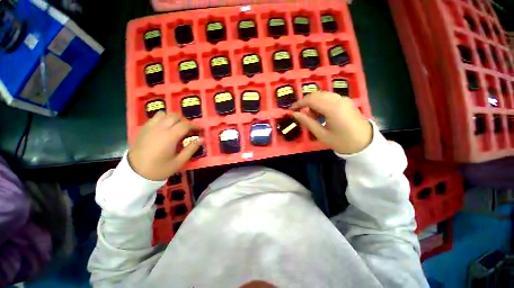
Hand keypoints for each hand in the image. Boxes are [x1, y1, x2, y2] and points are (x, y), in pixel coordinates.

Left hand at [128, 111, 202, 180]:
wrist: (135, 173)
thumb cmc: (160, 168)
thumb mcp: (179, 161)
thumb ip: (191, 148)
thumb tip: (202, 139)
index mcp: (169, 136)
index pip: (185, 125)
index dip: (194, 126)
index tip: (199, 130)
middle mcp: (160, 128)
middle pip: (175, 116)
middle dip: (184, 121)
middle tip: (188, 130)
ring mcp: (150, 127)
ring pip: (165, 114)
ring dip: (173, 119)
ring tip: (176, 128)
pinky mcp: (144, 128)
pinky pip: (155, 117)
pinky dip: (163, 119)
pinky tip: (165, 129)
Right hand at [291, 92, 371, 154]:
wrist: (365, 143)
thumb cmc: (342, 141)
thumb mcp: (322, 134)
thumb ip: (307, 122)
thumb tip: (295, 114)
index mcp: (332, 108)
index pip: (311, 100)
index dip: (299, 103)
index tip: (291, 110)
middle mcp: (338, 100)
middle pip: (316, 95)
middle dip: (305, 103)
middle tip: (300, 114)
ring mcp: (343, 99)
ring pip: (322, 95)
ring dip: (313, 102)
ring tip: (311, 116)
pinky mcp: (346, 101)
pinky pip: (329, 97)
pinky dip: (321, 103)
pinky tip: (320, 113)